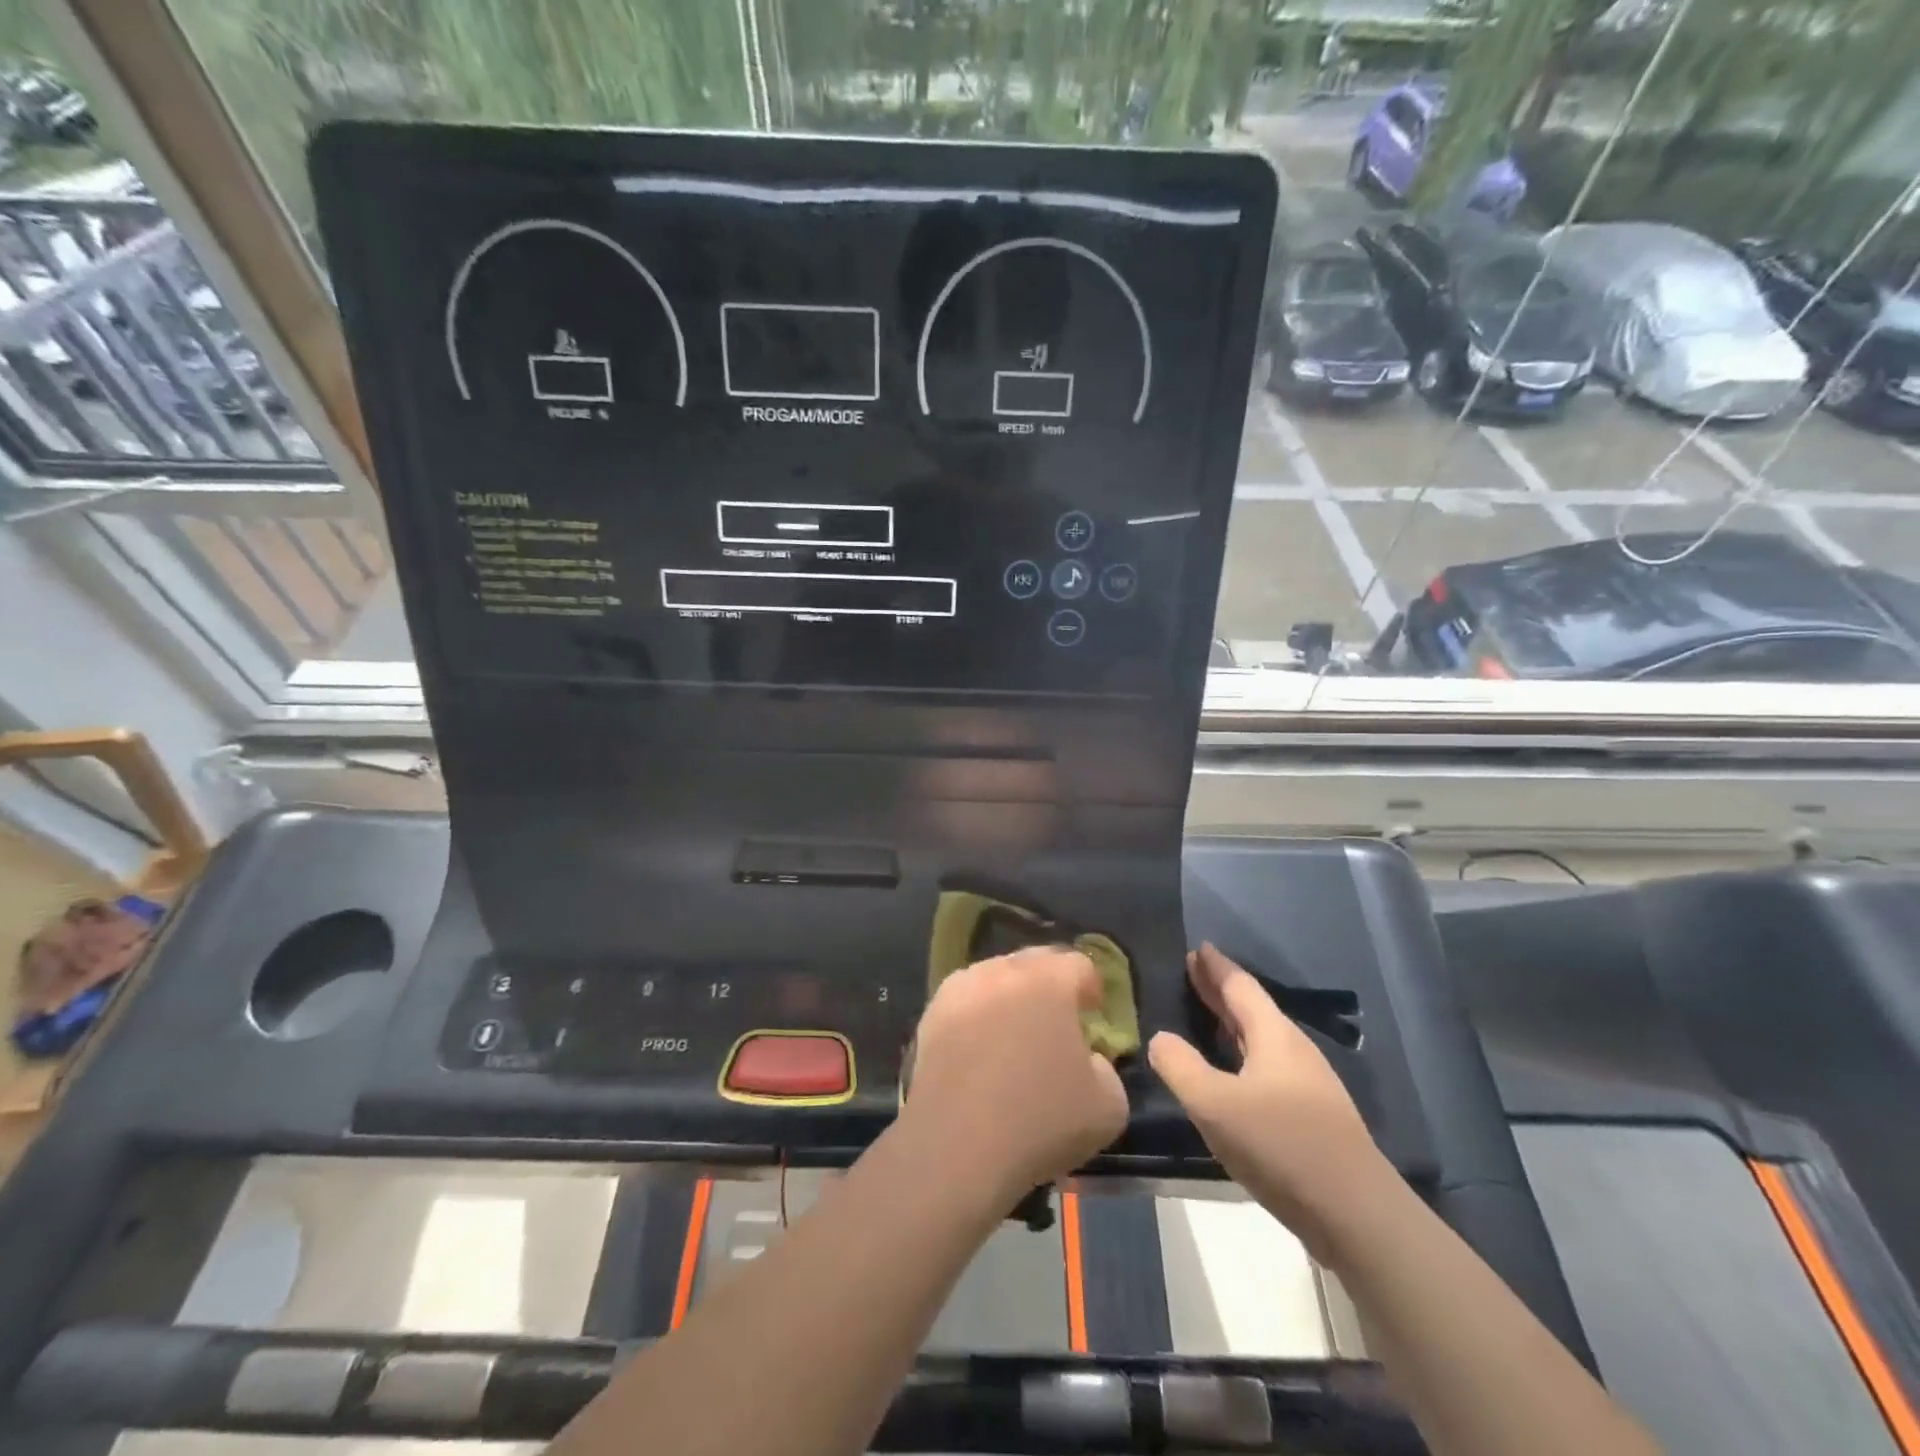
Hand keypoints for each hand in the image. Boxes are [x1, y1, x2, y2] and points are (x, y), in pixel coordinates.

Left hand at [903, 947, 1128, 1201]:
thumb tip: (1086, 1059)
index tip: (1092, 1018)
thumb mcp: (1109, 1106)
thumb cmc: (1041, 1121)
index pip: (1079, 964)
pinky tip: (980, 1054)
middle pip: (1034, 963)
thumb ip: (1106, 1068)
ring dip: (1010, 998)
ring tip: (1014, 1038)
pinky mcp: (931, 1013)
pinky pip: (965, 1002)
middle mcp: (1003, 970)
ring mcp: (961, 988)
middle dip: (1050, 987)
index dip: (1090, 988)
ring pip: (995, 978)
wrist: (957, 1146)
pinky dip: (977, 1017)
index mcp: (1049, 979)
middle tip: (1056, 1025)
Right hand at [1149, 943, 1384, 1256]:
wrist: (1357, 1215)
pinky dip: (1241, 1054)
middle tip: (1192, 972)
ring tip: (1205, 1018)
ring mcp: (1308, 1085)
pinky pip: (1267, 1067)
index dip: (1216, 967)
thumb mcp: (1214, 1104)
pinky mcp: (1312, 1117)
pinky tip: (1231, 1074)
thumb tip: (1160, 1038)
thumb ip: (1180, 1066)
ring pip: (1261, 1039)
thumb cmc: (1281, 1145)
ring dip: (1231, 1024)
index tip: (1197, 948)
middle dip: (1220, 990)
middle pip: (1252, 1009)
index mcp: (1274, 1035)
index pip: (1240, 986)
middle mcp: (1294, 1050)